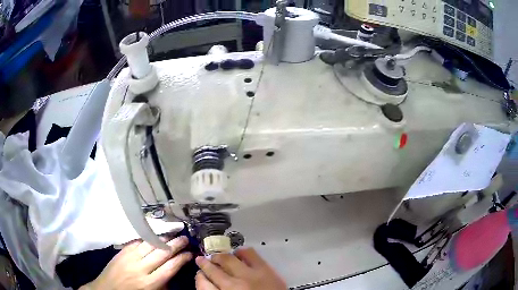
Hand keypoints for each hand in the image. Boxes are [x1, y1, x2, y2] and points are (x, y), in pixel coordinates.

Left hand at [80, 236, 191, 289]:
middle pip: (161, 253)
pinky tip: (154, 234)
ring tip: (173, 233)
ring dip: (163, 238)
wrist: (107, 289)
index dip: (182, 259)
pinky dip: (147, 238)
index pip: (170, 267)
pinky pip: (137, 242)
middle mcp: (141, 268)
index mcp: (150, 283)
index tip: (190, 254)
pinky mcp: (122, 251)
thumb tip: (173, 270)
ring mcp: (130, 257)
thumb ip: (163, 283)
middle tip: (185, 238)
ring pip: (150, 244)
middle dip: (175, 245)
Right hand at [195, 248, 285, 289]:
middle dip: (205, 264)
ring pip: (228, 259)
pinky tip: (238, 254)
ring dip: (220, 257)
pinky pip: (249, 254)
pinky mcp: (265, 270)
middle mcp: (234, 286)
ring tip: (217, 257)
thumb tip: (207, 282)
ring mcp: (250, 276)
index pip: (203, 285)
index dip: (199, 278)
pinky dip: (241, 252)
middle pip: (213, 271)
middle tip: (202, 261)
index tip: (199, 274)